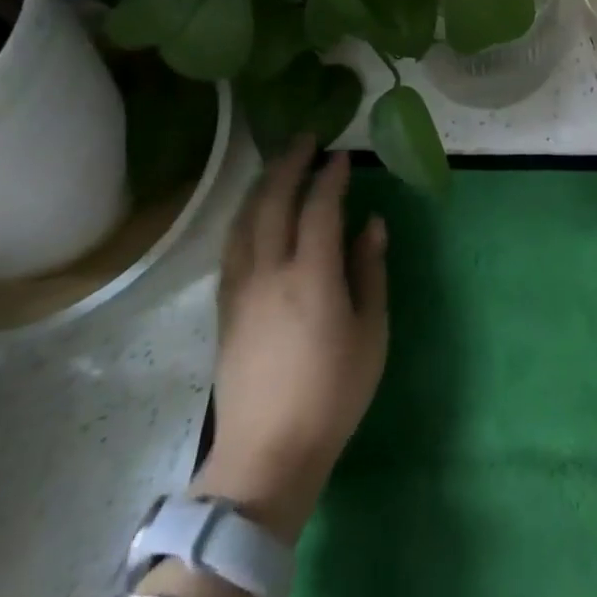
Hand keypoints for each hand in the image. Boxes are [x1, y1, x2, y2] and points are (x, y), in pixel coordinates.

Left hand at [192, 140, 388, 544]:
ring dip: (262, 186)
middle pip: (273, 203)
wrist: (267, 454)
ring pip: (244, 221)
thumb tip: (371, 224)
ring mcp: (240, 289)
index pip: (318, 208)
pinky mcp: (225, 308)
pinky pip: (232, 247)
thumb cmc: (333, 393)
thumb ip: (370, 272)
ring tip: (278, 166)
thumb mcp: (370, 332)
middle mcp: (269, 272)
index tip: (342, 157)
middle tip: (306, 141)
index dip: (330, 178)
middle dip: (289, 166)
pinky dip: (245, 218)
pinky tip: (253, 215)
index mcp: (311, 276)